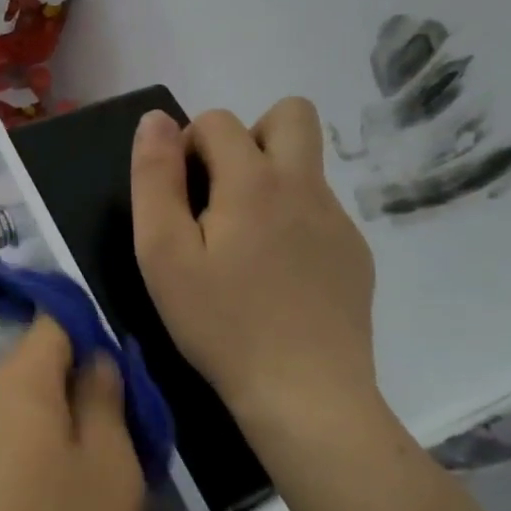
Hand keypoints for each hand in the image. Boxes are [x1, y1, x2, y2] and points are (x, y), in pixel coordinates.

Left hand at [0, 319, 144, 510]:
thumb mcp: (110, 469)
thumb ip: (107, 402)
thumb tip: (95, 359)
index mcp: (21, 377)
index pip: (54, 320)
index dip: (92, 331)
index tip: (126, 374)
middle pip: (42, 369)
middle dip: (86, 394)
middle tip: (129, 445)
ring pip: (30, 416)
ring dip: (67, 438)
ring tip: (102, 489)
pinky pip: (10, 451)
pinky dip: (40, 467)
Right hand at [130, 99, 377, 428]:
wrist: (306, 395)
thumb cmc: (221, 323)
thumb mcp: (163, 253)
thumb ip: (155, 178)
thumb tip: (156, 120)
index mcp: (254, 180)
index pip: (218, 119)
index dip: (187, 145)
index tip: (178, 198)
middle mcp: (304, 186)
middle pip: (291, 114)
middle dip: (248, 136)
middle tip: (221, 194)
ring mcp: (337, 219)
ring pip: (305, 164)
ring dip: (269, 179)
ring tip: (243, 241)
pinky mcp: (355, 253)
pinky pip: (319, 209)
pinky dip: (291, 220)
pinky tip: (275, 275)